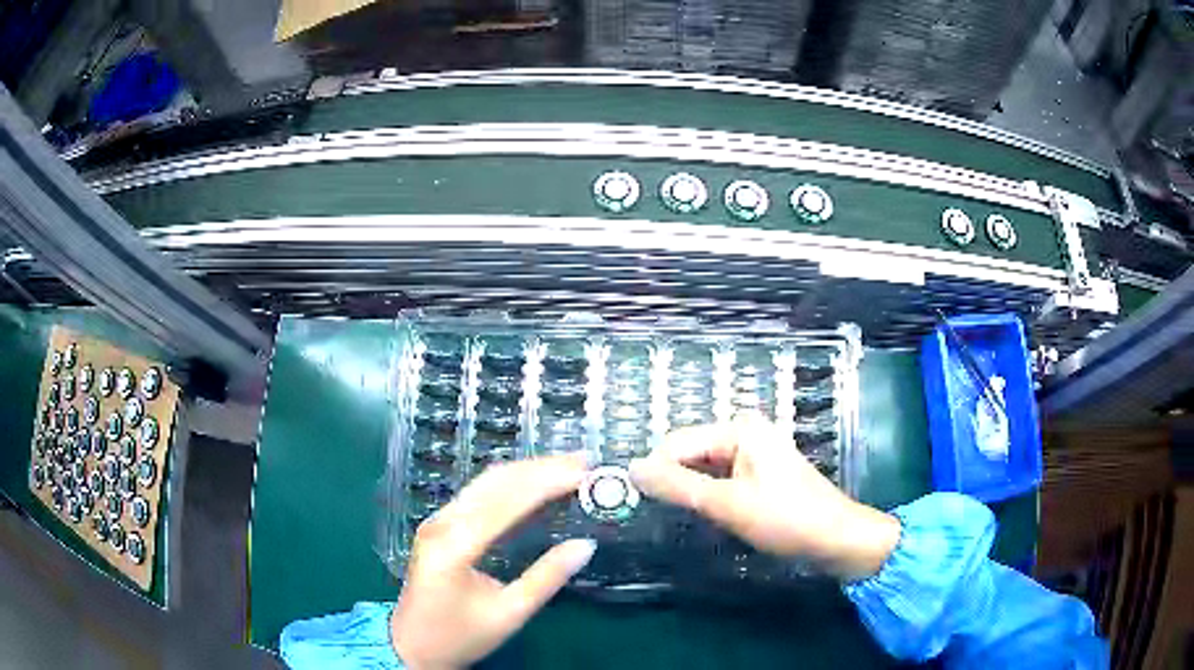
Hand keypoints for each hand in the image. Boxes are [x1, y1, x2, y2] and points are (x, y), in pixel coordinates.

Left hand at [391, 455, 596, 669]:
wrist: (411, 647)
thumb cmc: (459, 636)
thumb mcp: (508, 614)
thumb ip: (546, 578)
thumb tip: (585, 545)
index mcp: (455, 546)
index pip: (507, 502)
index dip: (547, 482)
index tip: (584, 471)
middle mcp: (442, 523)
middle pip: (495, 482)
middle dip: (540, 468)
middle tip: (583, 461)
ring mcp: (437, 521)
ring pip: (485, 483)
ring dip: (526, 471)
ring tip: (566, 466)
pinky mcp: (439, 525)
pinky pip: (477, 493)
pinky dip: (510, 483)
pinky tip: (533, 483)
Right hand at [629, 416, 899, 581]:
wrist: (837, 539)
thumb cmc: (785, 519)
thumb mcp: (727, 504)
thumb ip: (678, 486)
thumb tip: (631, 469)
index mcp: (739, 429)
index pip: (677, 443)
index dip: (655, 472)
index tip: (636, 502)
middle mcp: (745, 433)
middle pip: (690, 453)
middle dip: (672, 480)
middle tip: (657, 514)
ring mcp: (754, 454)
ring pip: (703, 469)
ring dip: (689, 491)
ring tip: (680, 517)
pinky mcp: (759, 475)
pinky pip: (720, 480)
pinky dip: (708, 496)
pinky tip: (706, 515)